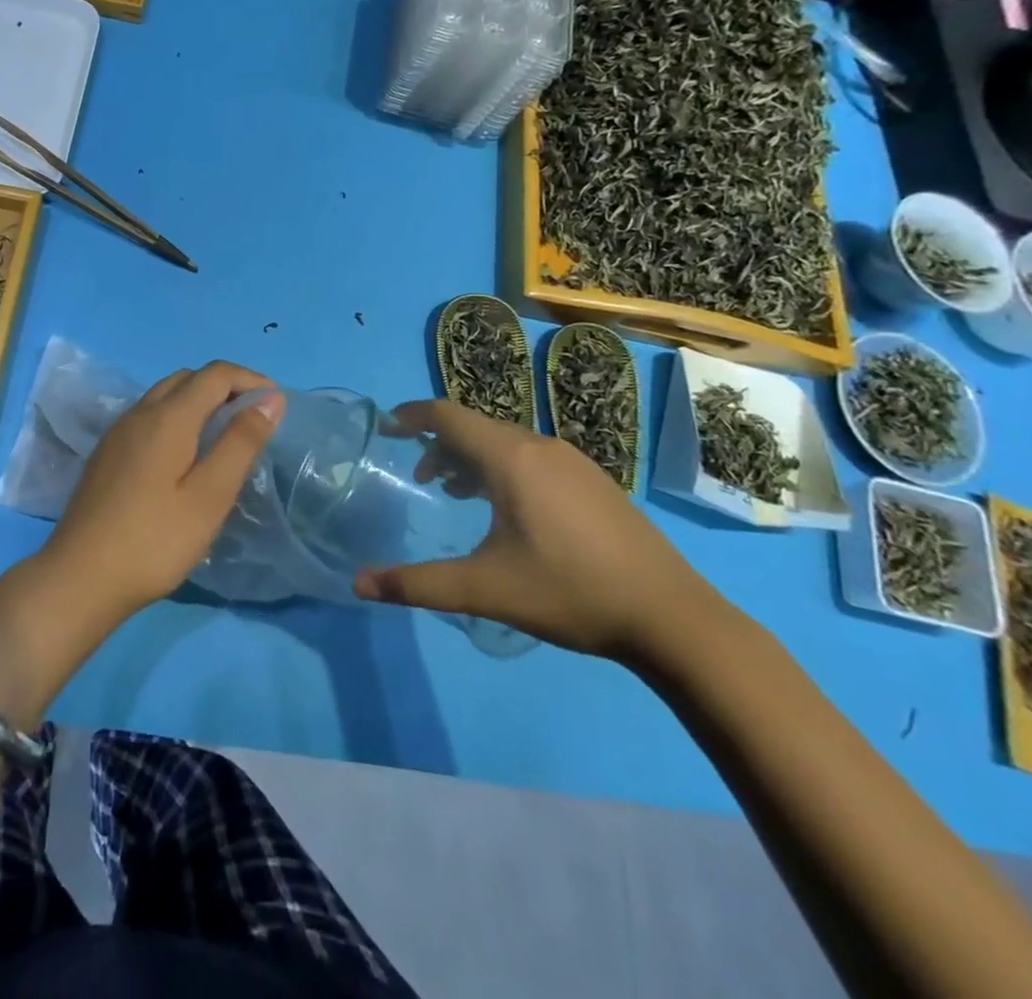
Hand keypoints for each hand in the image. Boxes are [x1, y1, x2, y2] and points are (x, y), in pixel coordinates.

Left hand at [39, 361, 281, 633]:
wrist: (79, 578)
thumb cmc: (154, 541)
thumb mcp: (209, 496)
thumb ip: (241, 443)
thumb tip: (270, 398)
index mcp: (167, 417)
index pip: (215, 374)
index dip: (249, 379)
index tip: (275, 403)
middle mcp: (139, 413)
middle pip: (188, 378)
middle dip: (225, 387)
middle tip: (253, 420)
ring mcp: (118, 432)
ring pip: (164, 395)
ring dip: (199, 400)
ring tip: (225, 436)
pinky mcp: (107, 453)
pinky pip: (148, 416)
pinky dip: (176, 417)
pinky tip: (185, 455)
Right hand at [353, 399, 719, 660]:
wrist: (673, 617)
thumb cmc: (569, 592)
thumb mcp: (484, 589)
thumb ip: (417, 584)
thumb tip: (359, 584)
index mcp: (511, 458)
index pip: (448, 415)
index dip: (412, 416)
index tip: (386, 428)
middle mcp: (540, 445)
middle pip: (475, 427)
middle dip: (440, 445)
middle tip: (420, 478)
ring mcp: (573, 461)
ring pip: (505, 442)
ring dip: (472, 458)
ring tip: (457, 494)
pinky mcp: (594, 480)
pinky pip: (532, 456)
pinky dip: (503, 468)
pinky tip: (508, 510)